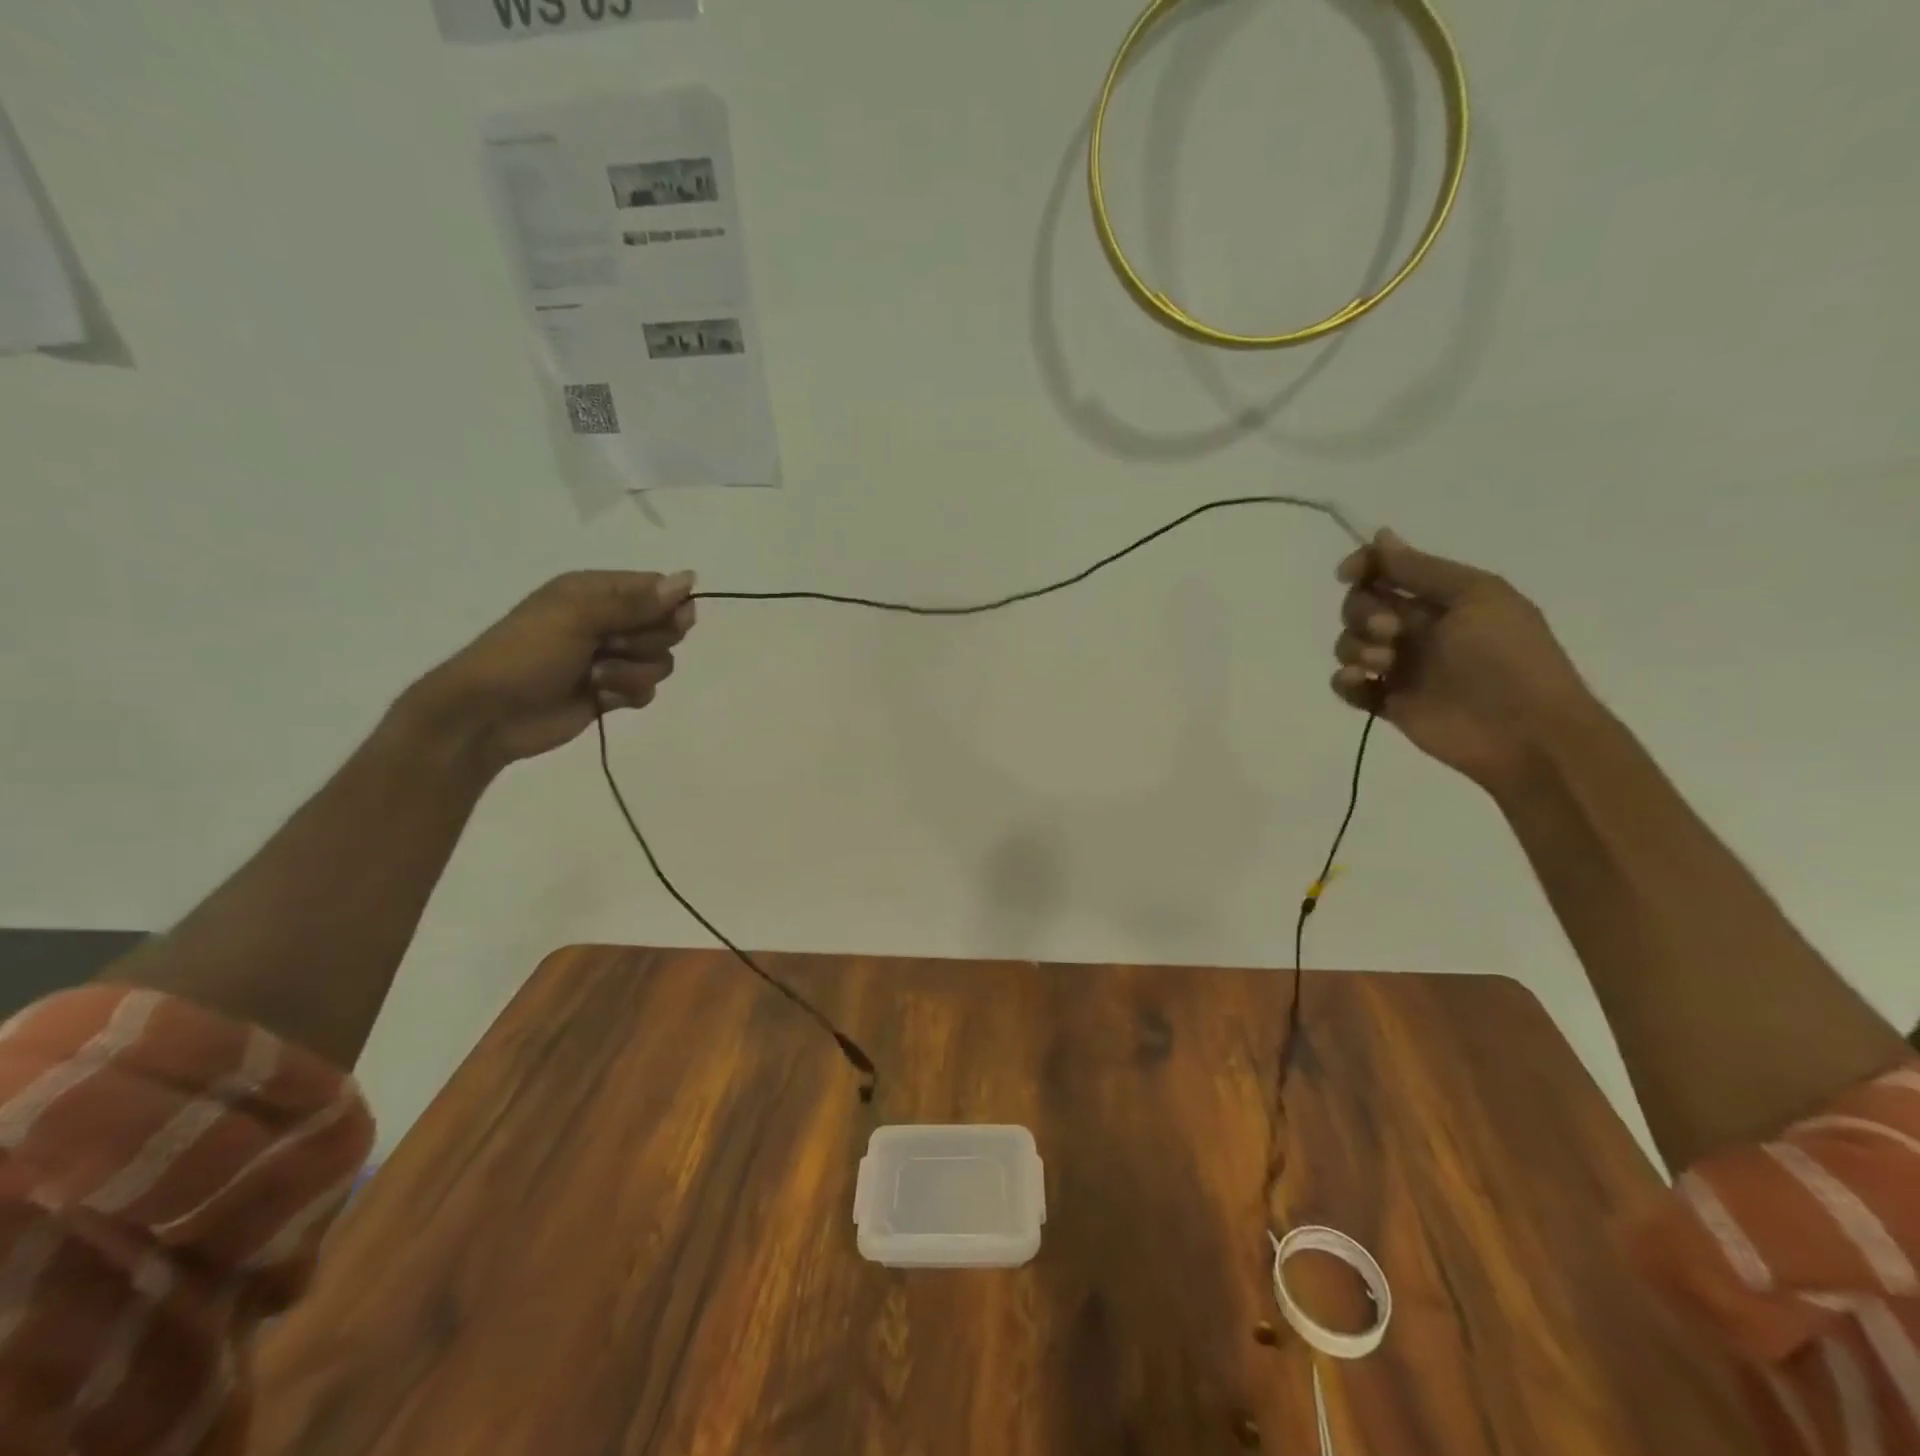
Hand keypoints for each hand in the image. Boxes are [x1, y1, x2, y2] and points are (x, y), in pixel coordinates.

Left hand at [407, 570, 696, 771]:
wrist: (489, 714)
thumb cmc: (526, 654)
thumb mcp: (578, 617)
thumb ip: (636, 602)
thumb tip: (690, 579)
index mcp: (596, 591)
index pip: (657, 589)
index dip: (669, 606)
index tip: (664, 621)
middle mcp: (608, 620)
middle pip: (666, 627)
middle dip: (648, 642)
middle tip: (612, 646)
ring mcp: (612, 658)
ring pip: (660, 662)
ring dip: (633, 673)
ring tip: (596, 678)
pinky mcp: (613, 691)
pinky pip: (647, 690)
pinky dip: (627, 694)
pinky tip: (599, 698)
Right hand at [1330, 532, 1594, 793]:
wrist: (1524, 730)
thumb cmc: (1506, 656)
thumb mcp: (1474, 596)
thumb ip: (1420, 570)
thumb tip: (1380, 536)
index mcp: (1442, 598)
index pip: (1388, 572)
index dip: (1364, 567)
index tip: (1348, 574)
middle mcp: (1417, 628)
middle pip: (1361, 606)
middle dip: (1363, 612)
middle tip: (1391, 631)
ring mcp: (1401, 667)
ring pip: (1349, 644)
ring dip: (1356, 647)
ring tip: (1384, 663)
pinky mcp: (1388, 702)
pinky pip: (1348, 685)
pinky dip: (1346, 680)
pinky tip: (1362, 682)